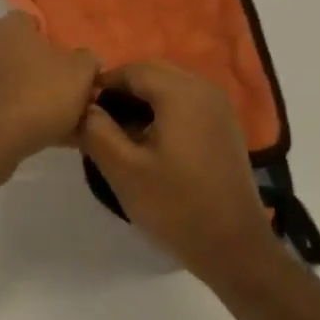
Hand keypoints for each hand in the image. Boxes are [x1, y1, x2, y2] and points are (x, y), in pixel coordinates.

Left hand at [0, 13, 99, 177]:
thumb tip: (87, 61)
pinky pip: (13, 109)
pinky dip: (33, 120)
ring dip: (47, 101)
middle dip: (56, 75)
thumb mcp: (80, 71)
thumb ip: (88, 60)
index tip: (79, 62)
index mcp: (10, 26)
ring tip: (77, 124)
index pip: (37, 22)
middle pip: (31, 56)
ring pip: (24, 85)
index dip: (60, 40)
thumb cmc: (38, 93)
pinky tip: (59, 139)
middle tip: (81, 94)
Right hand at [76, 61, 275, 281]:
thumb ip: (96, 130)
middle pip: (152, 72)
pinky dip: (165, 110)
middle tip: (102, 124)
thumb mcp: (123, 170)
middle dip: (123, 91)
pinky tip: (153, 143)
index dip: (102, 86)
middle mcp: (203, 88)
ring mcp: (219, 106)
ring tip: (124, 135)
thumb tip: (84, 107)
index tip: (84, 114)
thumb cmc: (176, 206)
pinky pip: (187, 101)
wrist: (235, 249)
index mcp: (180, 92)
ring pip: (170, 86)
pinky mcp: (225, 126)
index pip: (131, 70)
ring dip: (143, 100)